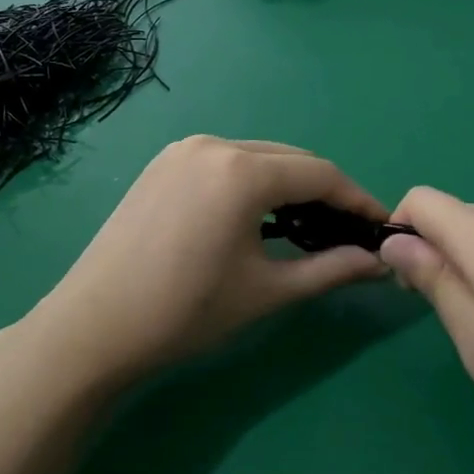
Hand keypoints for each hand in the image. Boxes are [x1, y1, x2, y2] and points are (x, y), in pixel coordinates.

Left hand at [25, 136, 389, 389]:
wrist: (93, 328)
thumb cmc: (186, 312)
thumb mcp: (267, 291)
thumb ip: (330, 269)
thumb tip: (378, 262)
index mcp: (242, 170)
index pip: (320, 173)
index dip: (356, 198)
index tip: (380, 225)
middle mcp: (214, 144)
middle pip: (289, 159)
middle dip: (324, 191)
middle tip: (346, 230)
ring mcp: (183, 149)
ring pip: (256, 157)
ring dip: (287, 185)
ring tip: (306, 226)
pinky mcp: (163, 163)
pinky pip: (224, 162)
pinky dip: (251, 182)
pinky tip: (256, 216)